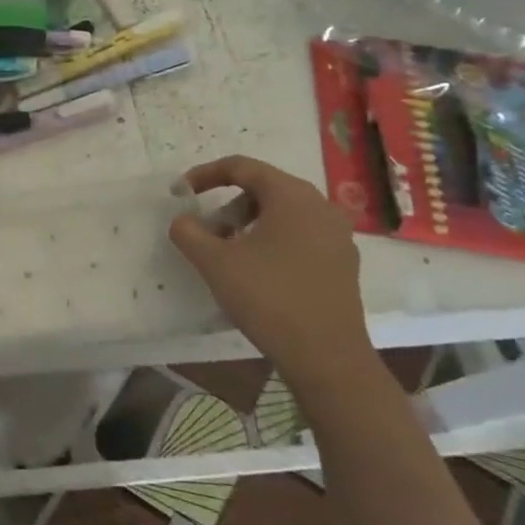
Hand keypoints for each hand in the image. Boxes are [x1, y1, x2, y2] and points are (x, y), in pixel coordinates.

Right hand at [168, 155, 372, 388]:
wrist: (327, 357)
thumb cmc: (269, 298)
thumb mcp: (215, 262)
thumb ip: (189, 232)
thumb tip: (182, 220)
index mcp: (292, 196)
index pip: (242, 167)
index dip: (206, 174)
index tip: (181, 192)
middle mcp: (320, 206)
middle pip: (265, 187)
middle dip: (228, 202)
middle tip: (206, 228)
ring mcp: (337, 235)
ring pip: (284, 212)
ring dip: (249, 222)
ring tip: (228, 252)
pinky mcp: (343, 262)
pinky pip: (300, 235)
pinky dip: (272, 239)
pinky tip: (258, 271)